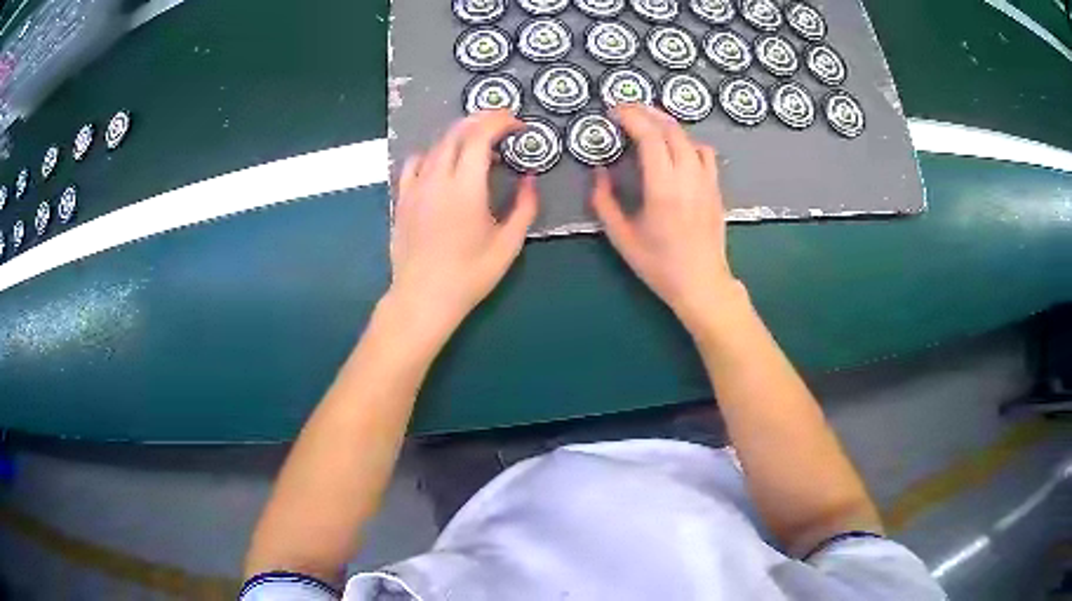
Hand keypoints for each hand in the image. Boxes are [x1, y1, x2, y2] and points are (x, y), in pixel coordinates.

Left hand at [387, 111, 538, 338]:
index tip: (517, 124)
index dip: (500, 122)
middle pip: (456, 133)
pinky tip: (442, 163)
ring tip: (477, 142)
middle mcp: (437, 179)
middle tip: (502, 123)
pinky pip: (415, 163)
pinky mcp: (402, 198)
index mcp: (465, 188)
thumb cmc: (469, 275)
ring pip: (436, 145)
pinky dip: (433, 153)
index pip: (480, 136)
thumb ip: (524, 207)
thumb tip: (530, 179)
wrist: (423, 298)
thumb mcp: (508, 245)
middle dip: (481, 120)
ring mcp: (415, 187)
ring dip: (459, 135)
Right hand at [592, 104, 737, 328]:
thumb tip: (598, 172)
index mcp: (663, 189)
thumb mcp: (621, 237)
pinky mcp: (716, 188)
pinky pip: (704, 153)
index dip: (631, 117)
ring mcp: (707, 181)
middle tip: (626, 109)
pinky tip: (676, 149)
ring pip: (689, 137)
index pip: (650, 136)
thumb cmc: (659, 265)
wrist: (702, 284)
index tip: (613, 111)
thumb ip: (604, 201)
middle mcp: (688, 178)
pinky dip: (687, 142)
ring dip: (667, 124)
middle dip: (647, 112)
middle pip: (671, 129)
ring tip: (649, 124)